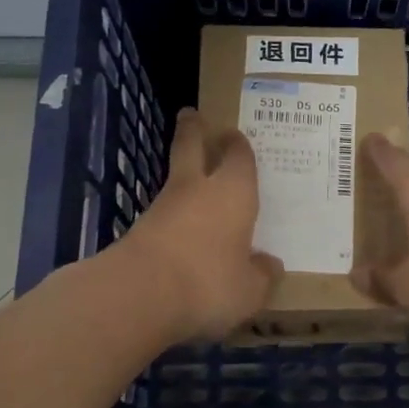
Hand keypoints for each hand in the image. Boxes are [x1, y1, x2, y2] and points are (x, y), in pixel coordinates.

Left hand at [115, 108, 282, 342]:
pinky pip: (163, 214)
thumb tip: (269, 265)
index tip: (234, 134)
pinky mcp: (139, 230)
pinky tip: (180, 229)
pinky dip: (172, 214)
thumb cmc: (208, 281)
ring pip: (175, 180)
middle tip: (191, 115)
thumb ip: (262, 275)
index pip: (239, 157)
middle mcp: (198, 189)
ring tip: (192, 180)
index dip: (238, 145)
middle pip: (191, 147)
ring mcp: (163, 207)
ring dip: (182, 175)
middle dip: (193, 130)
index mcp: (234, 192)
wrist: (139, 293)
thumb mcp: (249, 289)